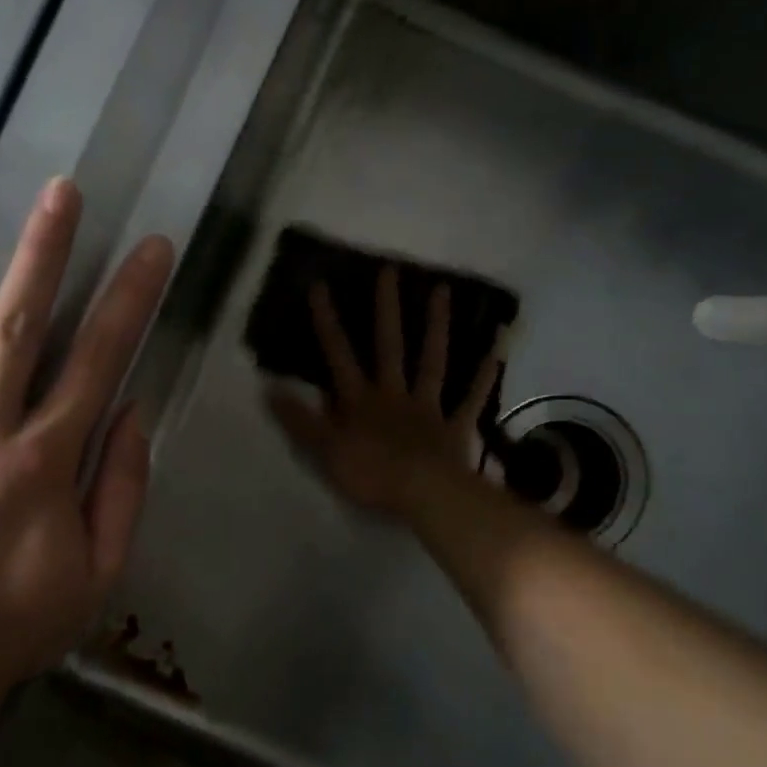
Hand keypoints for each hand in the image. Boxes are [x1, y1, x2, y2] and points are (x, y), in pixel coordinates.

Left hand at [0, 178, 173, 705]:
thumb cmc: (8, 628)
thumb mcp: (96, 575)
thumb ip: (122, 491)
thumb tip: (133, 414)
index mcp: (42, 462)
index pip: (99, 360)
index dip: (130, 299)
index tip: (150, 247)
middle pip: (18, 326)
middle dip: (44, 252)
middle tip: (58, 190)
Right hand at [267, 265, 499, 516]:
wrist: (424, 495)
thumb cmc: (371, 475)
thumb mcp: (324, 451)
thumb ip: (299, 420)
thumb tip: (268, 388)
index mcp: (360, 401)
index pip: (339, 356)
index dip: (328, 323)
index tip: (321, 286)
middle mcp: (393, 395)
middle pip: (389, 347)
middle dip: (387, 309)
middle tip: (390, 270)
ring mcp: (428, 408)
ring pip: (432, 361)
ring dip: (436, 326)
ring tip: (442, 290)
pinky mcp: (455, 426)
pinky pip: (472, 398)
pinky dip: (484, 374)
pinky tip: (498, 347)